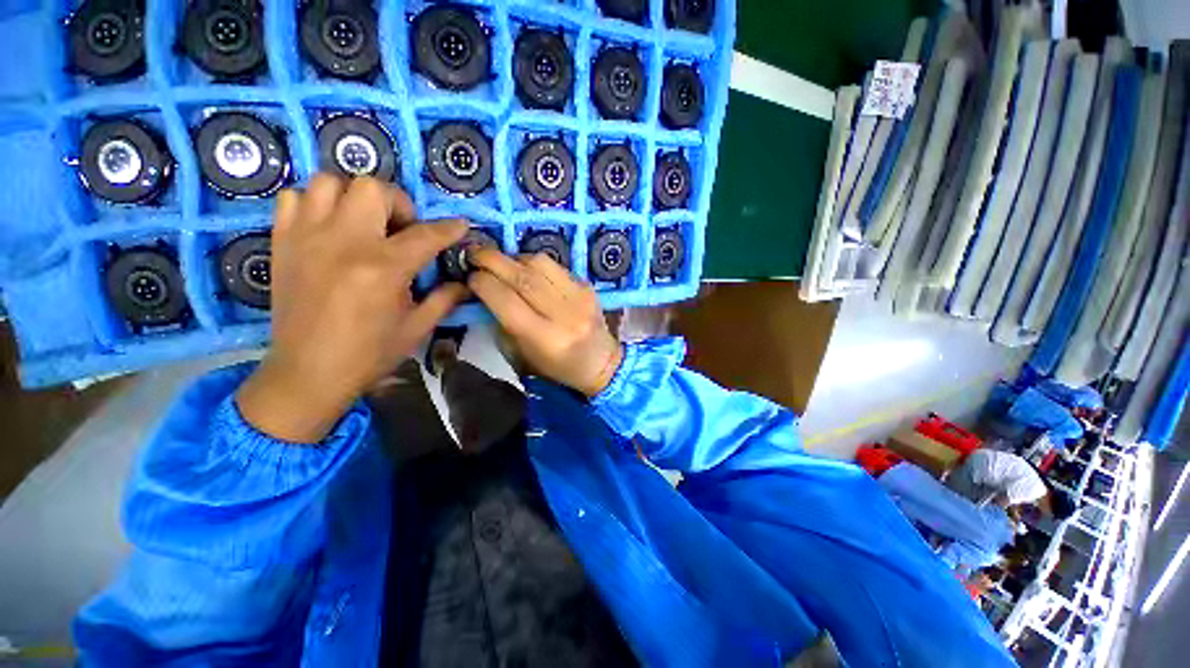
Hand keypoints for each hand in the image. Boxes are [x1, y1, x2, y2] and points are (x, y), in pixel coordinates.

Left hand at [236, 175, 468, 442]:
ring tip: (364, 224)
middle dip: (397, 203)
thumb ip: (445, 298)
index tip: (461, 225)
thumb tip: (466, 282)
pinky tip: (329, 228)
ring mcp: (307, 237)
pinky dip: (315, 204)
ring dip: (354, 197)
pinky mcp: (282, 242)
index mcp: (383, 268)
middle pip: (372, 188)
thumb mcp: (418, 327)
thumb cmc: (369, 353)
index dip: (449, 228)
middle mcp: (344, 243)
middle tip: (402, 230)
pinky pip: (293, 198)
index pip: (426, 235)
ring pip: (329, 183)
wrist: (307, 372)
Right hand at [467, 248, 622, 396]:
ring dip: (514, 258)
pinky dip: (535, 263)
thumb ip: (502, 322)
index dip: (483, 284)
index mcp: (545, 338)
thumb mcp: (522, 354)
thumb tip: (484, 291)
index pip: (507, 301)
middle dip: (492, 261)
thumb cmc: (557, 366)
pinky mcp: (587, 286)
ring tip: (502, 263)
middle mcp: (564, 314)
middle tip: (475, 254)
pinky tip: (527, 270)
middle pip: (522, 278)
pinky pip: (555, 265)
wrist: (600, 361)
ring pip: (539, 263)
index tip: (470, 277)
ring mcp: (579, 297)